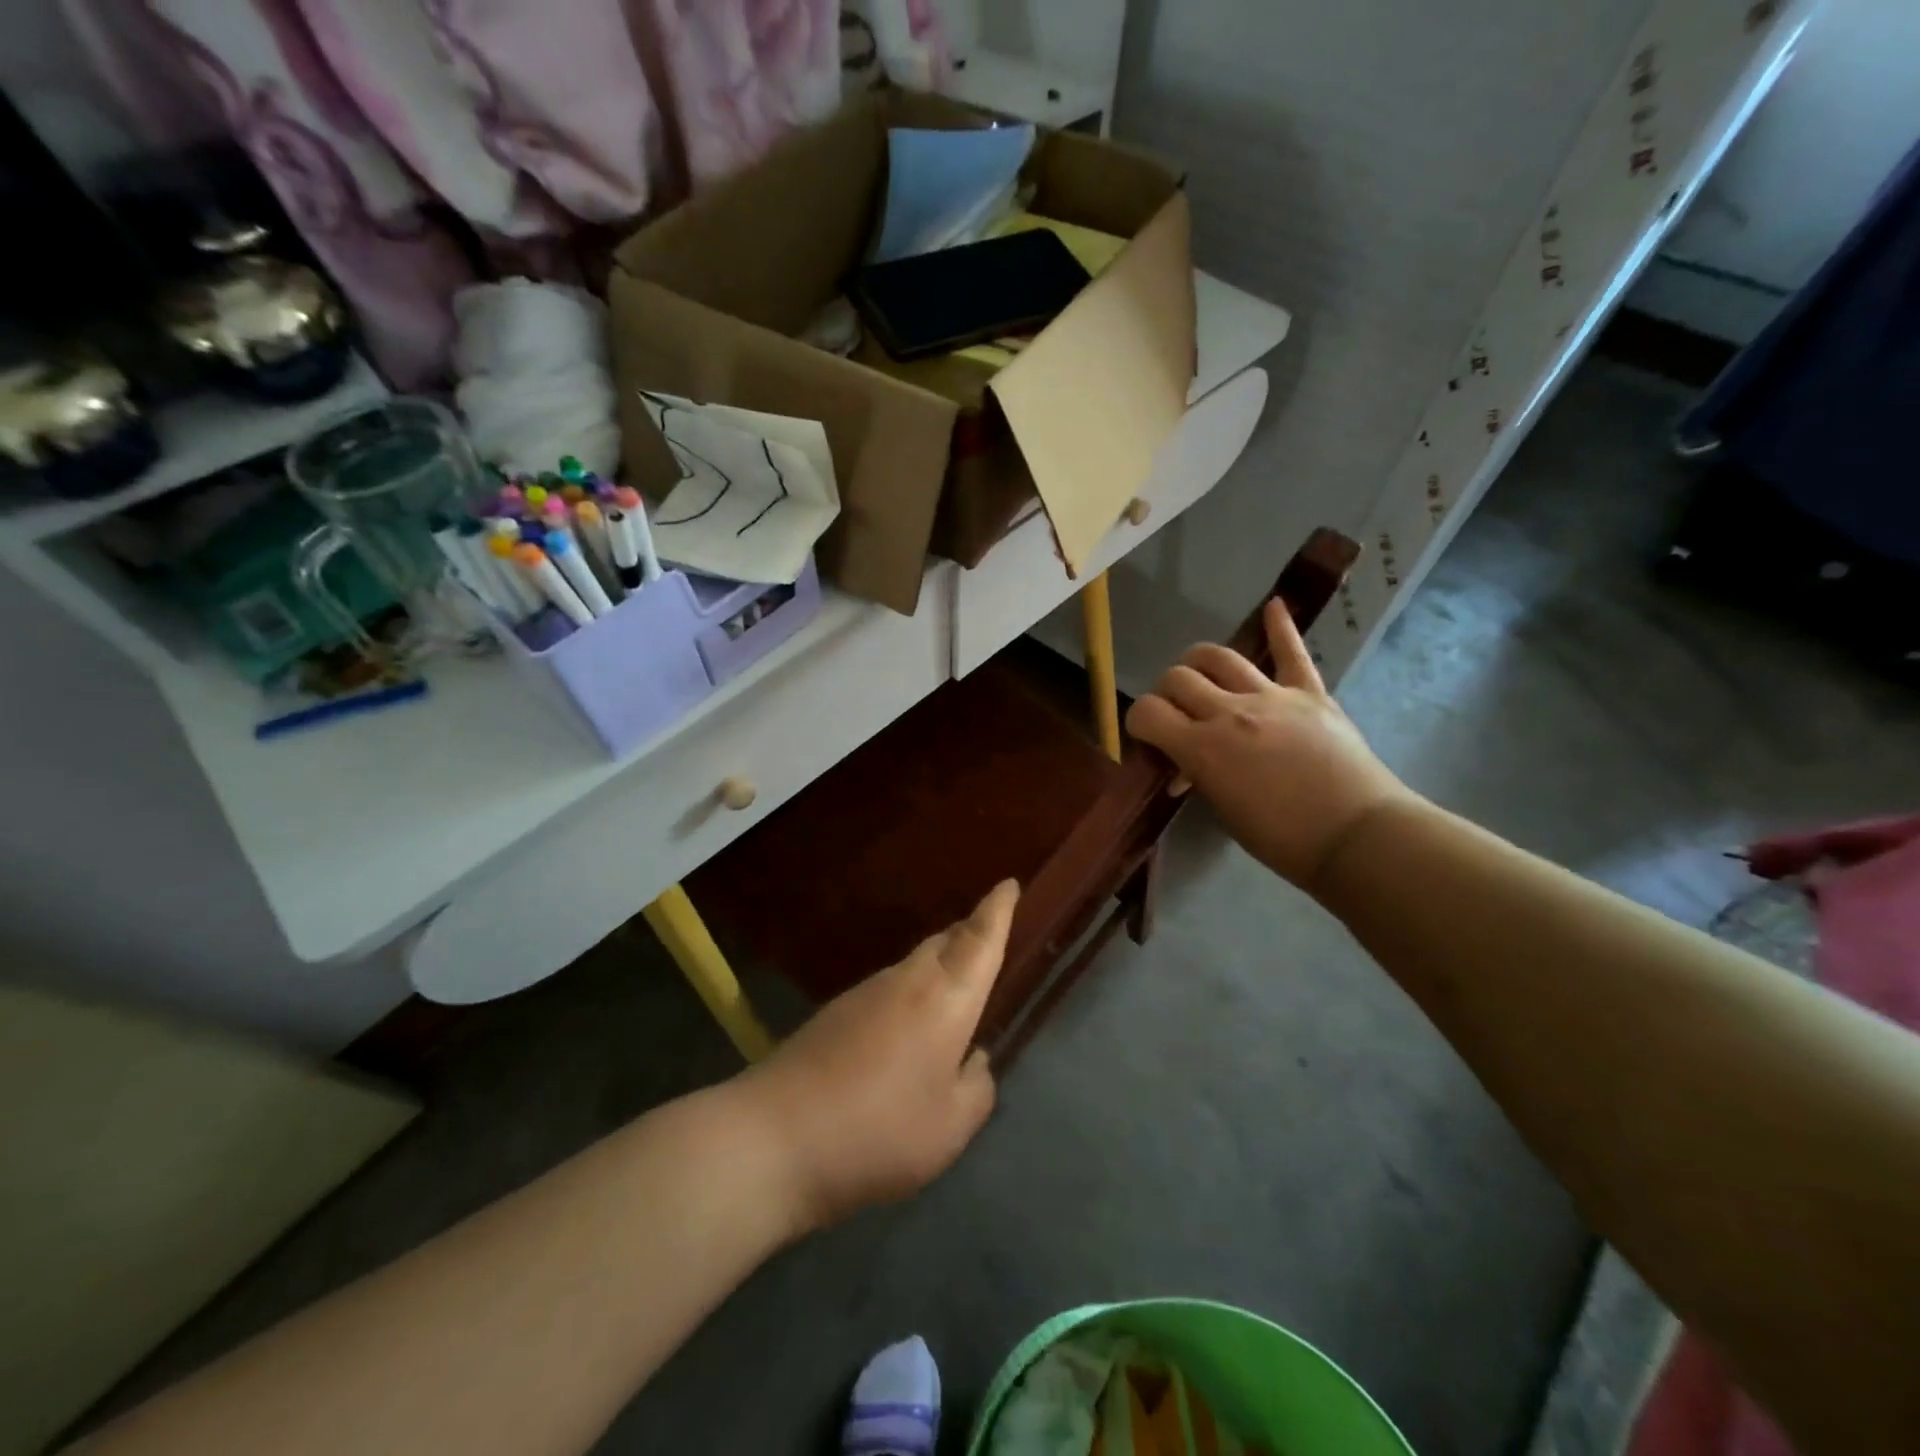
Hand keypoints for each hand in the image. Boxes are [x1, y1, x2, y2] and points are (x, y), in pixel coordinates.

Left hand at [736, 880, 1017, 1230]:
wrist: (774, 1136)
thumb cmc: (878, 1130)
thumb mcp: (950, 1128)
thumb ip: (976, 1089)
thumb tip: (974, 1060)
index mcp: (945, 998)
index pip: (979, 940)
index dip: (998, 909)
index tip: (1009, 883)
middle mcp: (907, 981)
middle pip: (945, 942)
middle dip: (971, 935)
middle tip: (990, 945)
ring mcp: (866, 992)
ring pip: (915, 964)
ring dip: (940, 967)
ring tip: (954, 997)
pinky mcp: (836, 1011)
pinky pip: (890, 988)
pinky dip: (911, 994)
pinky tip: (907, 1034)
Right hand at [1126, 599, 1415, 890]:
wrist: (1357, 835)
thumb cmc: (1283, 838)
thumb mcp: (1224, 811)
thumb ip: (1199, 776)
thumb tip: (1186, 767)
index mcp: (1203, 747)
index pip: (1148, 712)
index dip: (1138, 721)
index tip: (1146, 736)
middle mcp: (1230, 712)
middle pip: (1178, 678)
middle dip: (1166, 693)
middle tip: (1176, 713)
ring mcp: (1272, 697)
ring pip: (1220, 657)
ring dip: (1199, 662)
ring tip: (1199, 673)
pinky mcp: (1310, 694)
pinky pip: (1292, 653)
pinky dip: (1282, 627)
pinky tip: (1275, 605)